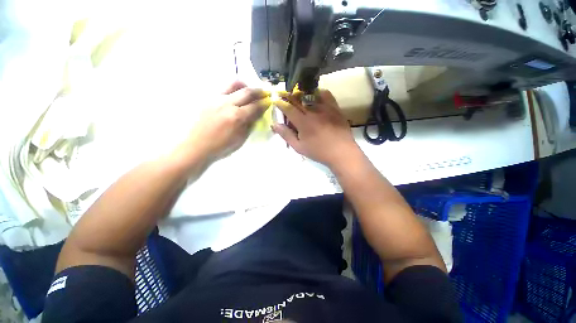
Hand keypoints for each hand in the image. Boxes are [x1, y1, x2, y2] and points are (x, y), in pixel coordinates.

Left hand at [182, 81, 270, 162]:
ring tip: (250, 90)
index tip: (270, 101)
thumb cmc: (221, 147)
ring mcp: (216, 99)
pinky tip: (235, 96)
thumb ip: (250, 125)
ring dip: (245, 86)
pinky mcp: (208, 99)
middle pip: (247, 91)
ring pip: (234, 84)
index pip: (255, 106)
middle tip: (265, 92)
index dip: (265, 103)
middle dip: (259, 91)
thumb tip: (257, 114)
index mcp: (237, 117)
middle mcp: (227, 104)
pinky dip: (233, 89)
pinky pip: (224, 89)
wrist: (197, 146)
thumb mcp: (241, 139)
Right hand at [272, 90, 360, 168]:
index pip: (288, 108)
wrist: (341, 152)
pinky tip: (316, 96)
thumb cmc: (318, 152)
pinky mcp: (335, 108)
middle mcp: (313, 111)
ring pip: (311, 96)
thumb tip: (274, 124)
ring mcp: (325, 108)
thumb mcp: (299, 147)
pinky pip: (326, 95)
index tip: (276, 100)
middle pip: (298, 100)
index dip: (280, 103)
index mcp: (303, 122)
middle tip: (284, 95)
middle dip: (289, 97)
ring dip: (301, 94)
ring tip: (298, 96)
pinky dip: (319, 93)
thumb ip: (286, 135)